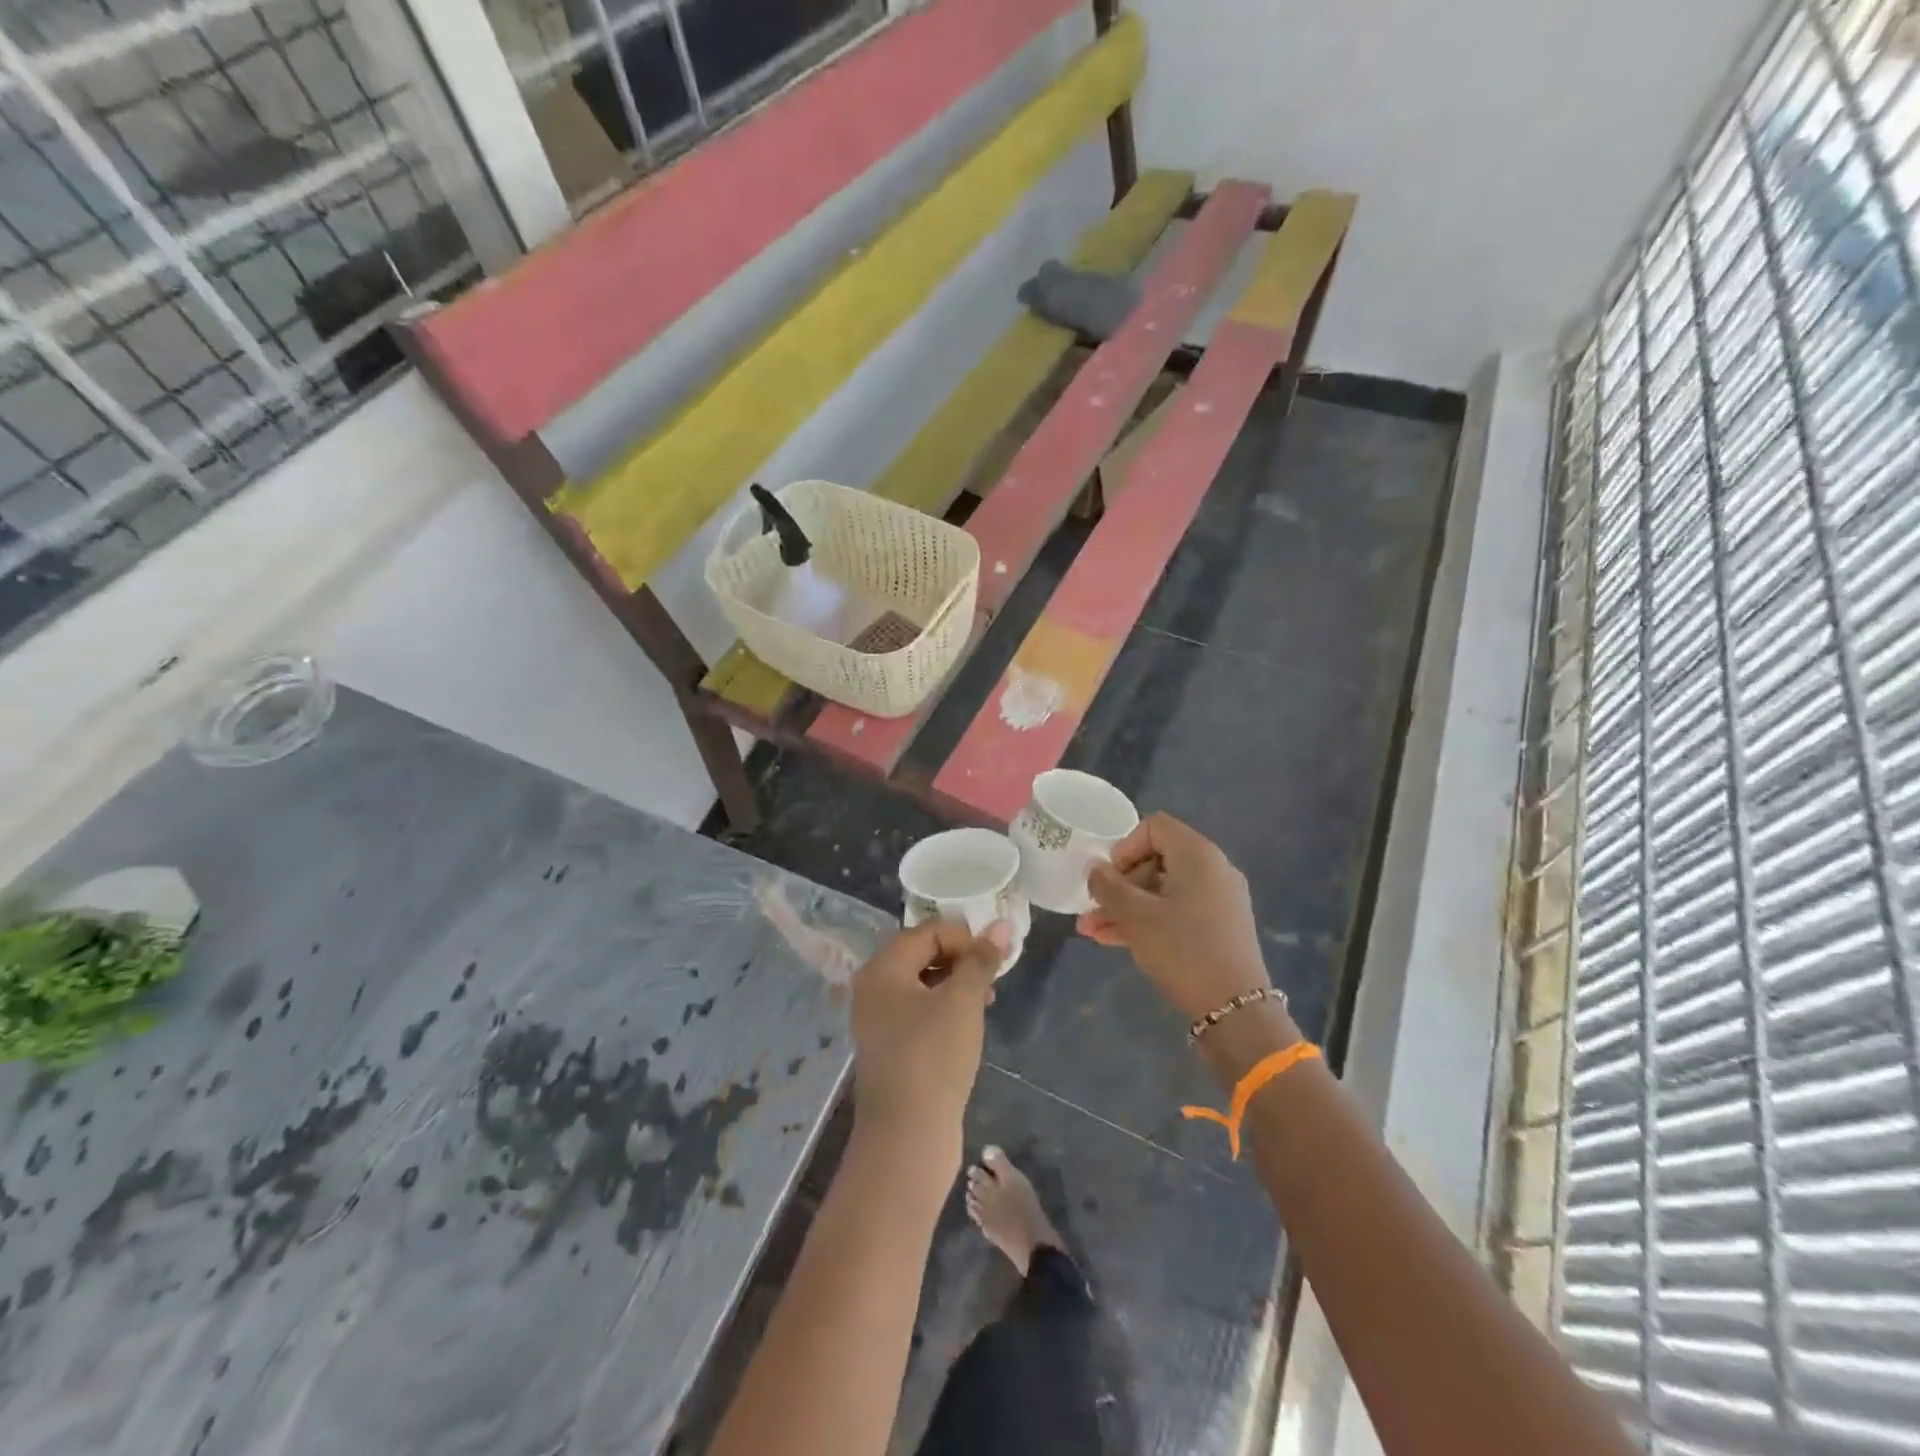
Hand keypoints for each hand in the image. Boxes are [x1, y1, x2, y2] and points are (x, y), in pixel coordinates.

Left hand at [850, 919, 1008, 1150]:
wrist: (906, 1138)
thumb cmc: (934, 1057)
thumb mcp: (964, 1001)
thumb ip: (981, 960)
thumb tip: (1002, 925)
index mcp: (882, 969)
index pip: (927, 931)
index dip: (964, 937)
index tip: (994, 959)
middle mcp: (872, 989)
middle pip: (921, 954)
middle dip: (961, 960)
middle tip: (992, 979)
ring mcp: (877, 1021)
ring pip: (921, 985)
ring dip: (955, 985)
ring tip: (986, 1003)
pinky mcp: (889, 1049)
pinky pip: (917, 1012)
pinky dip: (943, 1009)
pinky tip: (967, 1027)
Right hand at [1076, 812, 1269, 1022]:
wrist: (1235, 1009)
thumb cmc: (1183, 949)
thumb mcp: (1136, 916)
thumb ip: (1109, 887)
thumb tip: (1095, 870)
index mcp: (1198, 855)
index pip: (1154, 827)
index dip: (1124, 847)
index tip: (1108, 877)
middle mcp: (1212, 869)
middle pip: (1156, 860)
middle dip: (1119, 884)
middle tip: (1092, 908)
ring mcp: (1217, 900)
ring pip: (1161, 891)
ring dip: (1125, 907)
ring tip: (1090, 930)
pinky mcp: (1217, 927)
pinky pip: (1175, 911)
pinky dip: (1147, 920)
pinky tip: (1113, 940)